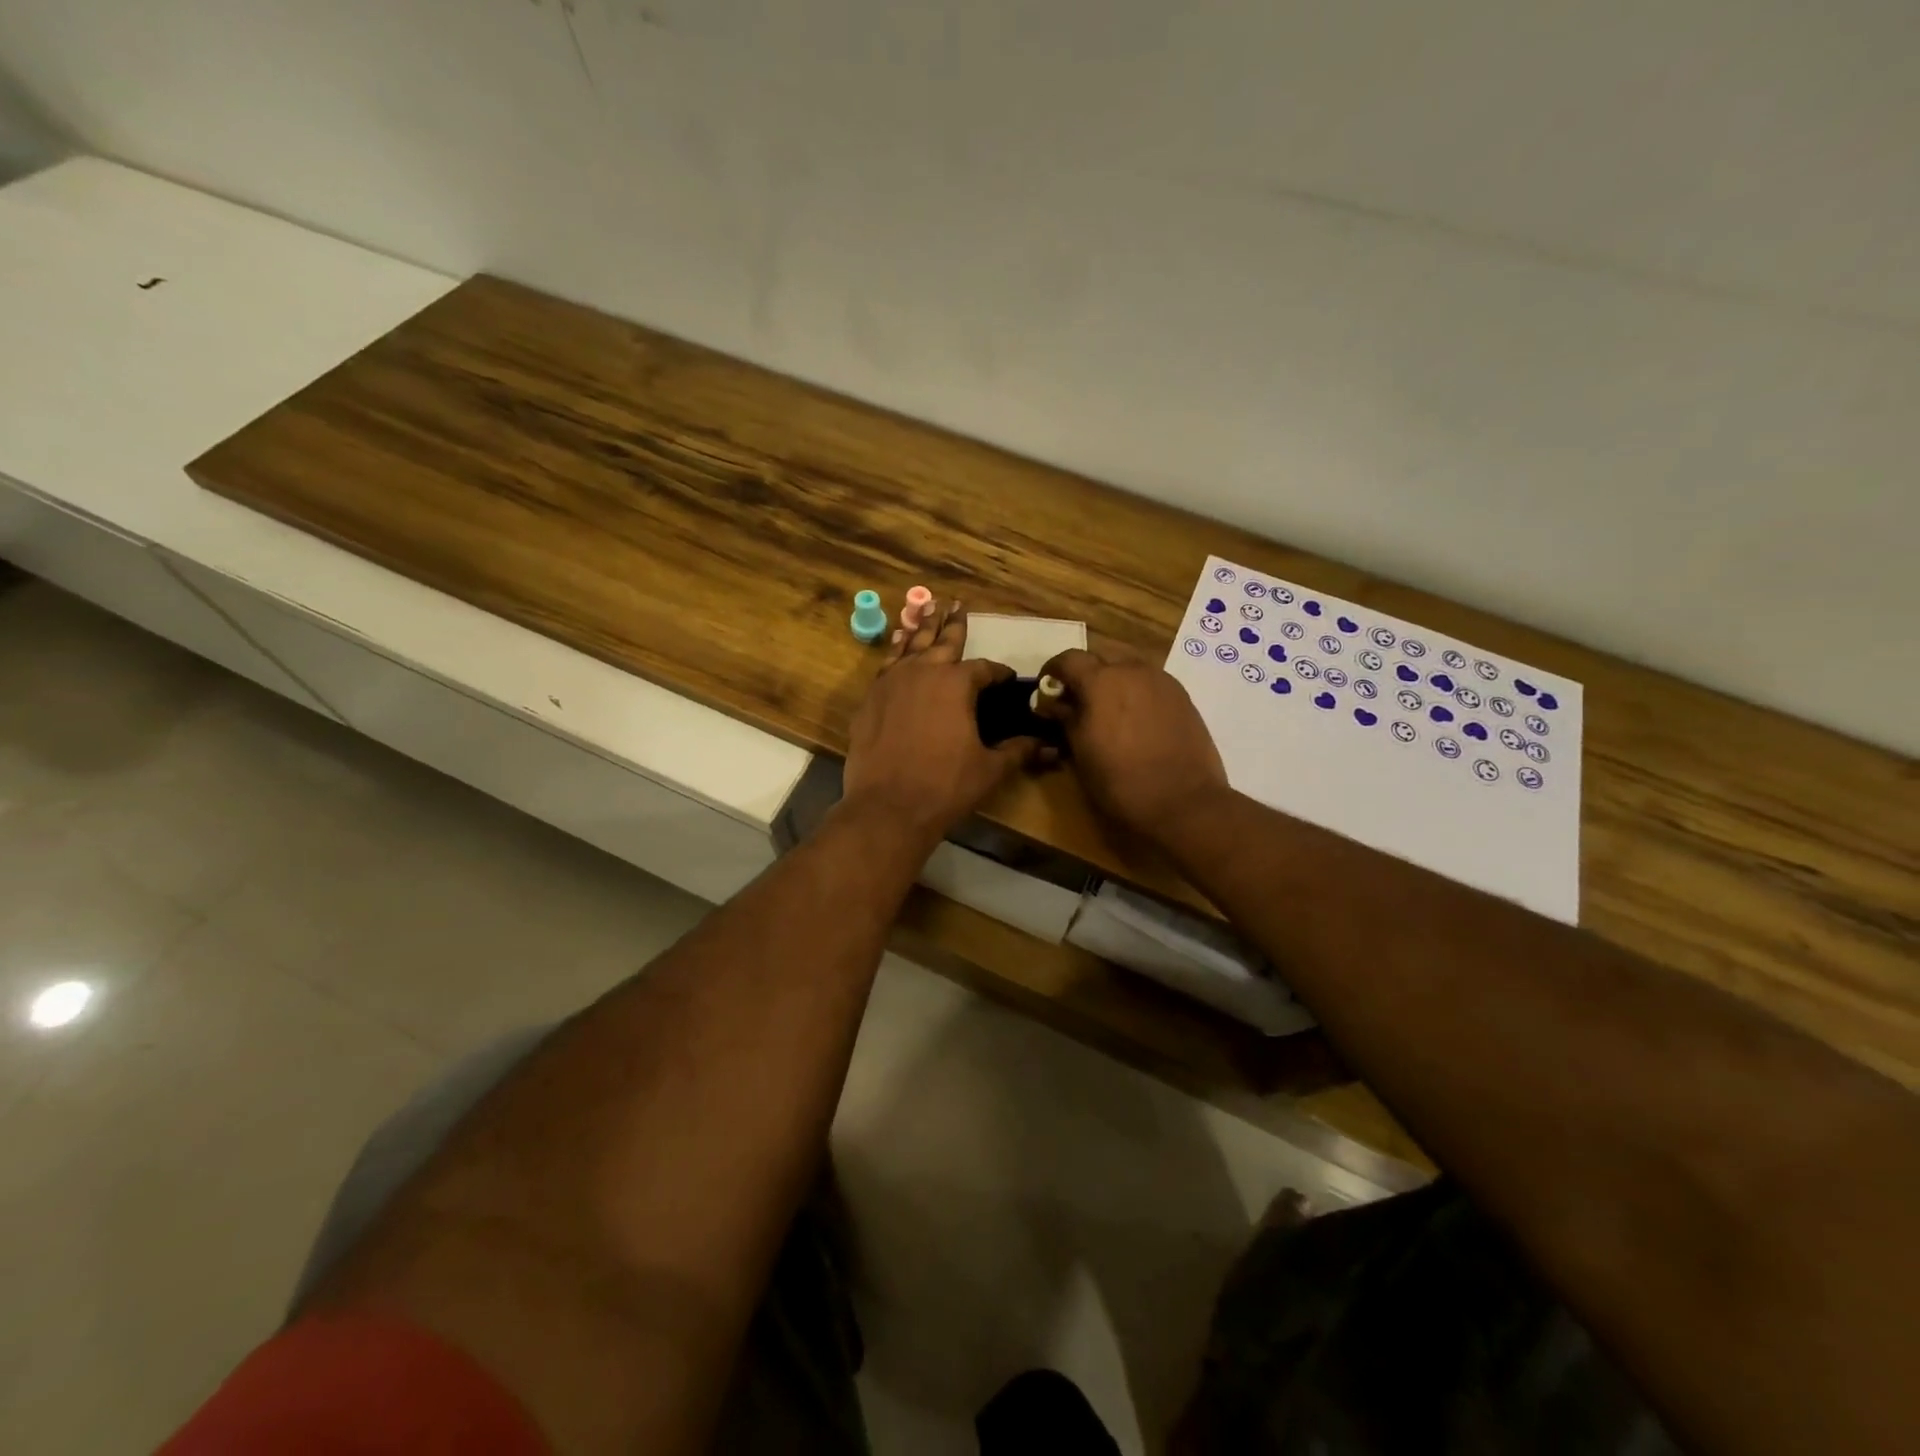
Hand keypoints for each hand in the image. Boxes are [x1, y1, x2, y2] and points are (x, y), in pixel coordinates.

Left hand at [840, 600, 1038, 845]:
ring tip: (926, 608)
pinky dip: (894, 653)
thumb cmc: (945, 786)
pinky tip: (897, 649)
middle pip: (942, 642)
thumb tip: (1048, 747)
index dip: (998, 673)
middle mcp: (923, 672)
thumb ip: (1018, 751)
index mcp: (956, 684)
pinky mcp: (870, 700)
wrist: (887, 807)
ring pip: (909, 646)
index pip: (984, 669)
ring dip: (920, 628)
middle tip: (956, 604)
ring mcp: (891, 683)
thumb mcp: (989, 769)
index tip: (1007, 678)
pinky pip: (885, 667)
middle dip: (953, 625)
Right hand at [1033, 647, 1229, 842]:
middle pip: (1101, 657)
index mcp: (1101, 681)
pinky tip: (1135, 718)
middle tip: (1078, 700)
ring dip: (1113, 679)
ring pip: (1129, 666)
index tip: (1048, 688)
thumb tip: (1055, 704)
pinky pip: (1150, 681)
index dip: (1053, 670)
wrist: (1184, 801)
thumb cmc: (1121, 781)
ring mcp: (1162, 680)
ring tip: (1108, 709)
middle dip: (1085, 673)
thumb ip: (1066, 719)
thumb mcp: (1081, 753)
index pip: (1068, 658)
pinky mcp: (1182, 696)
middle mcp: (1132, 670)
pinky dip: (1136, 690)